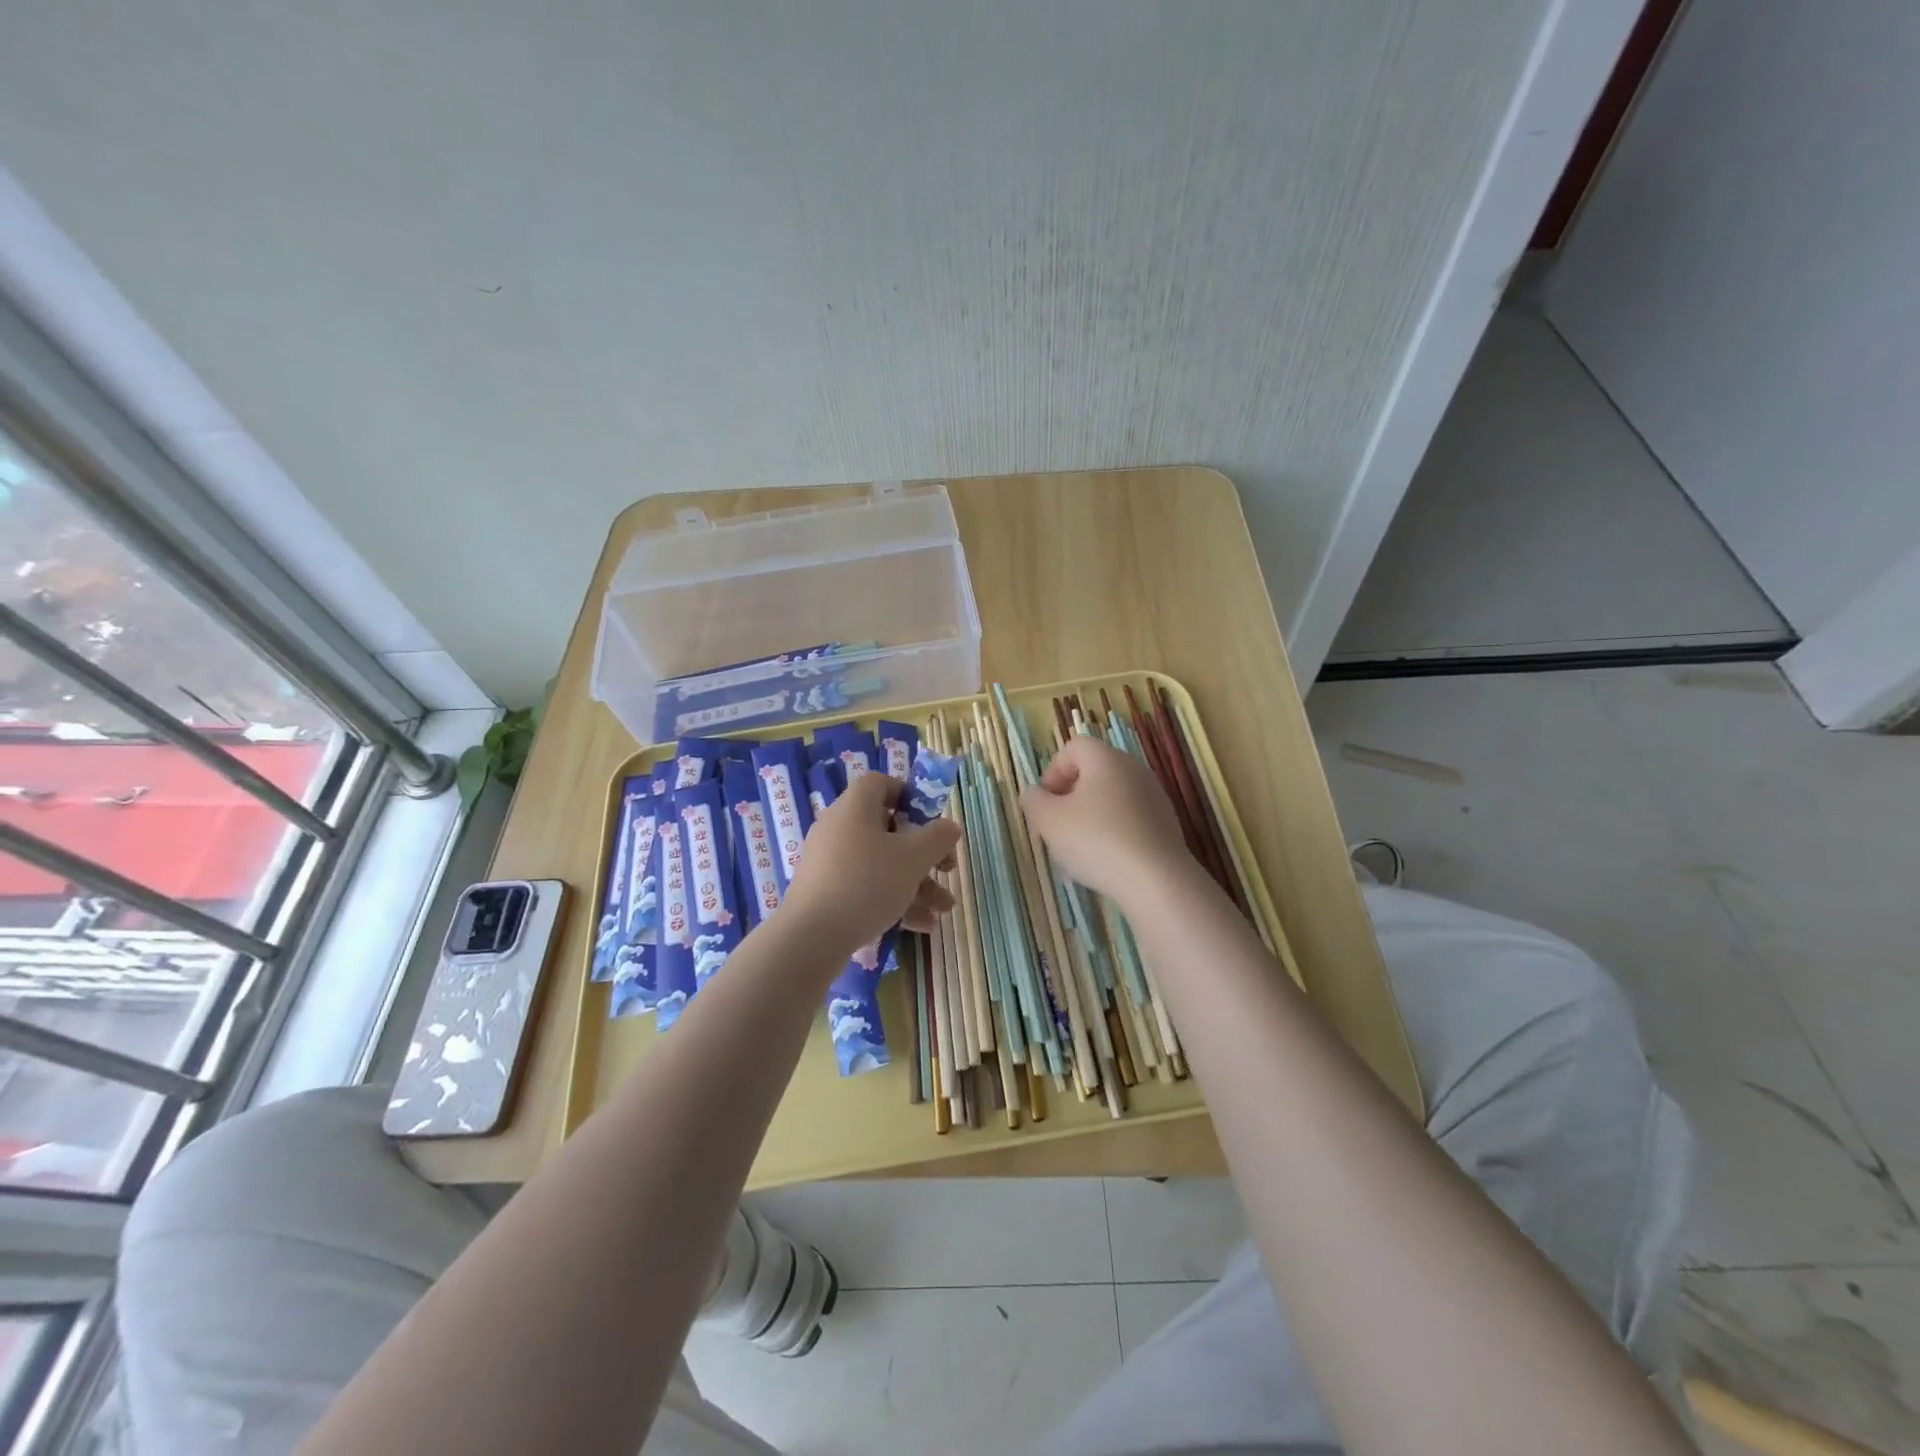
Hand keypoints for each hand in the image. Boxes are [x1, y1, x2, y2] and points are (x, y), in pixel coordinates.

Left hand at [780, 772, 960, 956]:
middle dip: (924, 853)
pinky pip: (865, 887)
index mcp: (855, 807)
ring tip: (943, 909)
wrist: (810, 937)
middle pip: (888, 829)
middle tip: (947, 869)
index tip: (931, 821)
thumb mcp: (913, 858)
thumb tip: (950, 826)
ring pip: (881, 863)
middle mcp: (839, 828)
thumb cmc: (867, 883)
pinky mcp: (826, 892)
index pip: (880, 783)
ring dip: (916, 883)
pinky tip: (921, 926)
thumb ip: (937, 838)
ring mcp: (830, 862)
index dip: (909, 796)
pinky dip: (893, 900)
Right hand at [1020, 736, 1191, 904]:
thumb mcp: (1049, 821)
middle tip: (1057, 826)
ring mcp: (1154, 797)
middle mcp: (1134, 770)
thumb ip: (1034, 801)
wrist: (1156, 881)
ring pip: (1111, 799)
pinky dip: (1113, 834)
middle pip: (1094, 772)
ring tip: (1078, 852)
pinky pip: (1129, 821)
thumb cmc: (1096, 840)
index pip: (1074, 747)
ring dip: (1090, 818)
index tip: (1045, 801)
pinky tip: (1104, 863)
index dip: (1053, 770)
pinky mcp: (1166, 825)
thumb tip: (1034, 793)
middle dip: (1070, 797)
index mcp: (1106, 759)